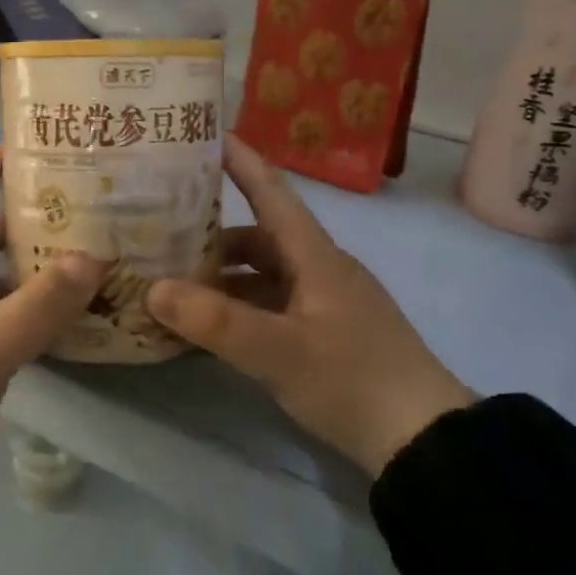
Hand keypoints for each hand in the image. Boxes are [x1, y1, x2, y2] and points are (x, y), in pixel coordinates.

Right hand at [146, 136, 473, 475]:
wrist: (423, 440)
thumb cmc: (353, 380)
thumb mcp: (278, 351)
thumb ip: (215, 321)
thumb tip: (153, 289)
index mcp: (315, 256)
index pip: (272, 193)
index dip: (241, 161)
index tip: (206, 134)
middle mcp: (319, 270)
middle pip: (259, 237)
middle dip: (212, 231)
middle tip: (162, 229)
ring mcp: (324, 304)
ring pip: (263, 275)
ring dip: (222, 276)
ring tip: (173, 284)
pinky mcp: (324, 334)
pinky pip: (270, 307)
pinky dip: (238, 309)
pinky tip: (209, 327)